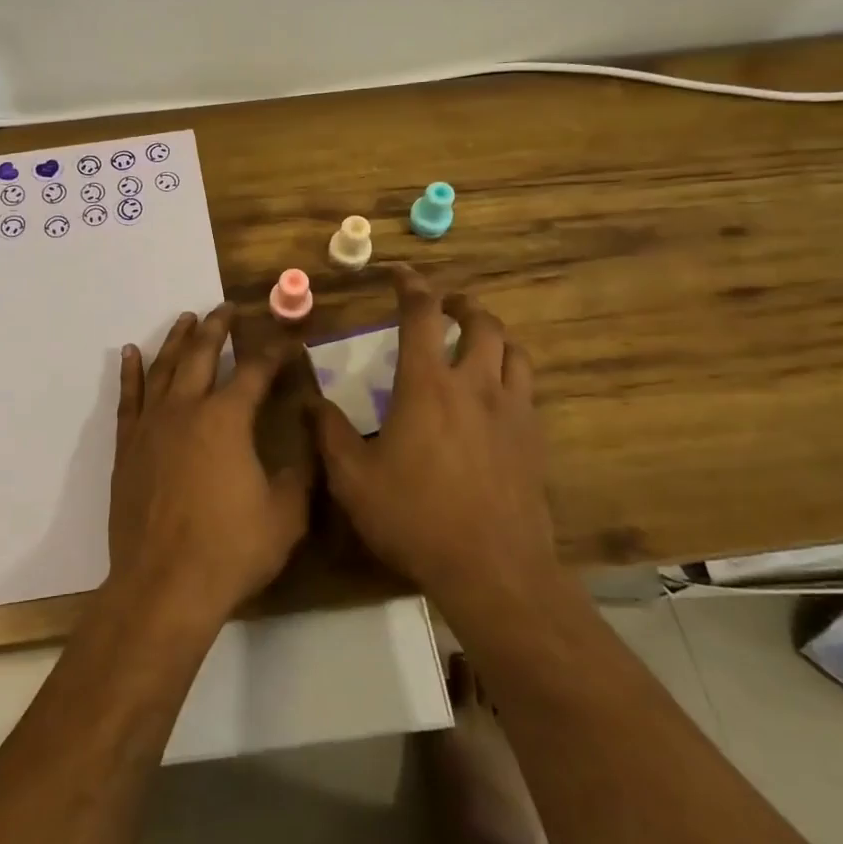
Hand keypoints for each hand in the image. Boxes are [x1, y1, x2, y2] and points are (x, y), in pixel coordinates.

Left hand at [108, 305, 314, 628]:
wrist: (164, 585)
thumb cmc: (231, 549)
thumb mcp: (286, 513)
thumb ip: (301, 469)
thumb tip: (310, 433)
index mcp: (227, 418)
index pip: (255, 370)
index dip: (275, 351)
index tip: (288, 339)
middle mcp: (187, 408)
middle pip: (202, 354)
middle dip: (217, 327)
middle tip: (227, 308)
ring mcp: (152, 425)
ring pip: (164, 368)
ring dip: (177, 340)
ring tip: (187, 319)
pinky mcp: (127, 446)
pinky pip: (128, 398)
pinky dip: (130, 372)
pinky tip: (130, 353)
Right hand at [310, 267, 561, 622]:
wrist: (493, 569)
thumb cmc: (415, 517)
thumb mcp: (353, 478)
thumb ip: (329, 433)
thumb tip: (308, 399)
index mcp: (427, 385)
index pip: (422, 315)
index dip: (411, 286)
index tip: (399, 274)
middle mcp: (475, 385)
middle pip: (481, 323)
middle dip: (462, 305)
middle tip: (445, 307)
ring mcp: (511, 411)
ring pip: (513, 350)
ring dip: (492, 334)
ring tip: (476, 340)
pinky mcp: (534, 439)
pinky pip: (527, 388)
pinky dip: (511, 373)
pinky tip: (496, 394)